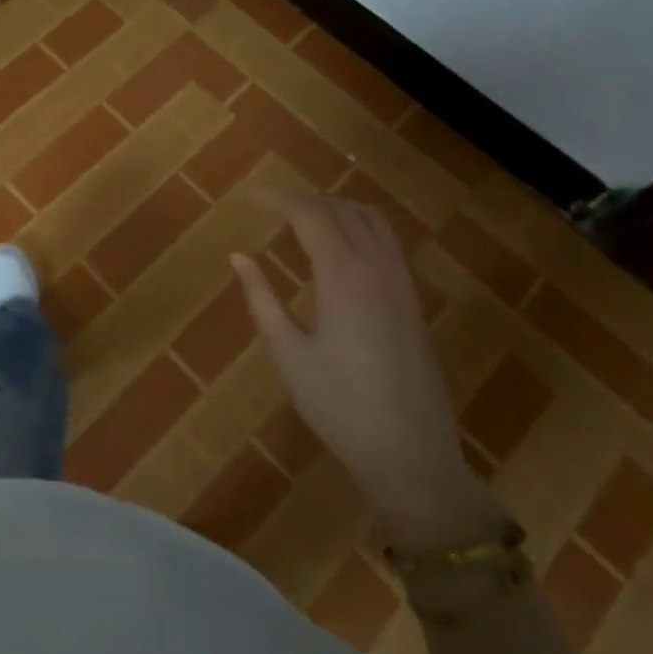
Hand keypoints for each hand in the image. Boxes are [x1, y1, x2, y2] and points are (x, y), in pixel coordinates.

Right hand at [231, 194, 502, 553]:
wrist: (411, 455)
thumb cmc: (338, 407)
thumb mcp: (288, 354)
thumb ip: (262, 299)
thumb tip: (238, 256)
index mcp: (343, 278)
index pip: (311, 215)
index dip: (279, 199)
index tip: (251, 198)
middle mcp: (378, 269)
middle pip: (342, 210)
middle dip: (305, 200)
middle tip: (271, 208)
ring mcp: (402, 284)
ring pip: (373, 220)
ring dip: (337, 208)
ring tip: (304, 219)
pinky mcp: (414, 301)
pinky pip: (388, 243)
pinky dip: (361, 227)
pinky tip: (341, 249)